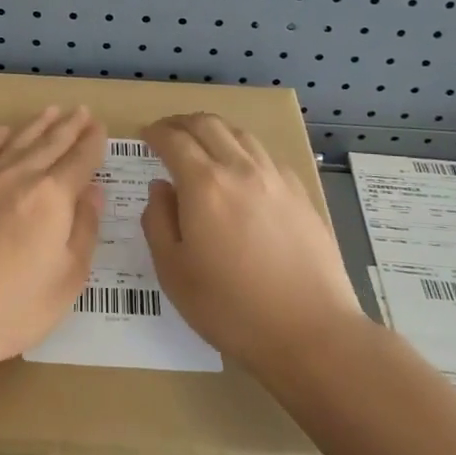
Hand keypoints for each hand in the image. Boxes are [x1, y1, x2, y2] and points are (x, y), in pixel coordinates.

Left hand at [0, 107, 105, 378]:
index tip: (99, 127)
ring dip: (37, 125)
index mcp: (53, 197)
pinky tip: (1, 132)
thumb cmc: (12, 309)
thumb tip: (94, 192)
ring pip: (16, 142)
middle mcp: (19, 177)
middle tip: (81, 111)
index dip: (93, 143)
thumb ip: (84, 230)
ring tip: (51, 110)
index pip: (80, 160)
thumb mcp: (67, 280)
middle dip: (69, 127)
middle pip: (50, 144)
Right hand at [141, 113, 361, 379]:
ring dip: (215, 130)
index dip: (156, 133)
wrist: (310, 332)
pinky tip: (242, 169)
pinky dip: (244, 149)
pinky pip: (266, 156)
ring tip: (202, 142)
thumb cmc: (230, 308)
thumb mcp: (174, 272)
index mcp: (204, 186)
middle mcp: (241, 170)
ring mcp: (276, 180)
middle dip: (182, 122)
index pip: (174, 140)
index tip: (145, 135)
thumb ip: (158, 222)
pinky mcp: (301, 195)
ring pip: (241, 134)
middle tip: (167, 131)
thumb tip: (160, 188)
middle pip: (209, 125)